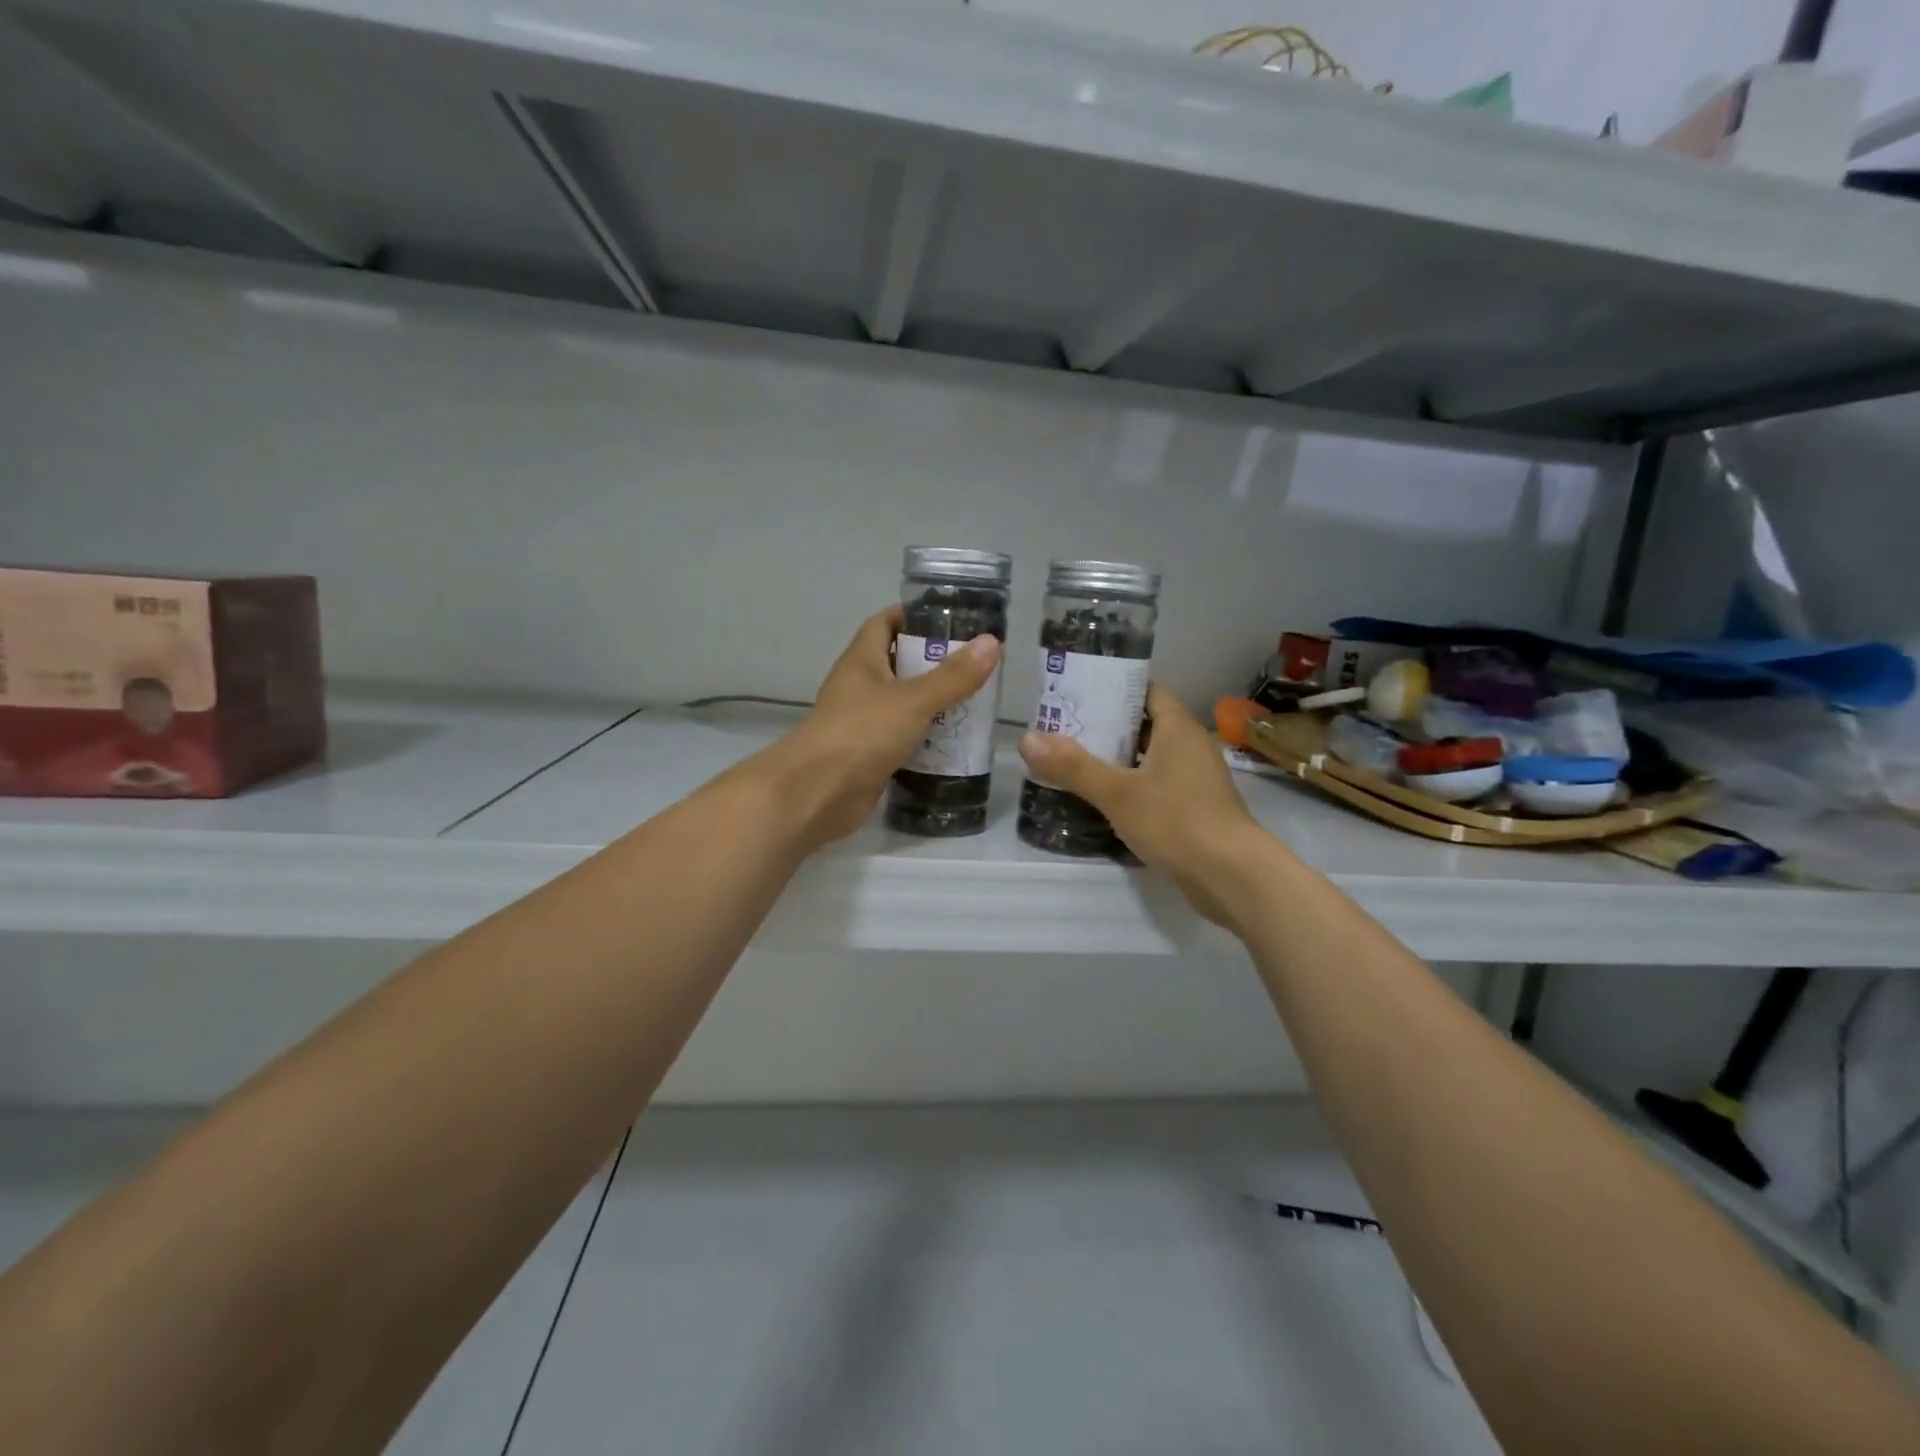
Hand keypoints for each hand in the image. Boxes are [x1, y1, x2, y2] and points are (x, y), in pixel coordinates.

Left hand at [761, 605, 1000, 848]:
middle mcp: (860, 686)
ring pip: (903, 703)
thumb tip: (992, 643)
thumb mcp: (914, 700)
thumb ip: (953, 676)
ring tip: (975, 702)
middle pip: (898, 663)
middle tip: (975, 665)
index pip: (885, 623)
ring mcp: (863, 722)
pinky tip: (956, 742)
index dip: (914, 617)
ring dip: (934, 702)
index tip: (952, 620)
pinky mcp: (869, 754)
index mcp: (862, 660)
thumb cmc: (862, 733)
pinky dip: (926, 737)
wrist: (818, 793)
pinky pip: (902, 737)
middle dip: (934, 663)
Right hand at [1017, 685, 1270, 926]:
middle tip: (1066, 730)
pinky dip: (1134, 789)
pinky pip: (1159, 789)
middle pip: (1147, 726)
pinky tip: (1106, 803)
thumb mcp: (1118, 793)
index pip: (1149, 692)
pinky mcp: (1197, 812)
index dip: (1117, 688)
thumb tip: (1026, 738)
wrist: (1233, 878)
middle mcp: (1192, 748)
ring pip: (1153, 760)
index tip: (1081, 692)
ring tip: (1076, 764)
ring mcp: (1197, 782)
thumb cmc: (1178, 822)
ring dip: (1120, 761)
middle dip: (1109, 727)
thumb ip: (1073, 766)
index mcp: (1179, 729)